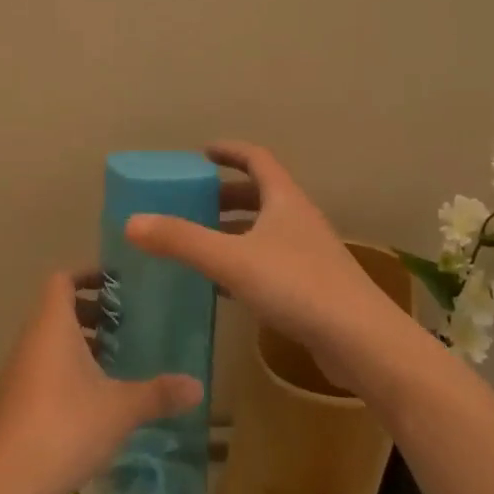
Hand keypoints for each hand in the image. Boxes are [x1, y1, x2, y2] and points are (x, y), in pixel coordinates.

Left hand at [0, 271, 202, 493]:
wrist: (6, 483)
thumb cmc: (66, 428)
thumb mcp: (121, 410)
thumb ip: (159, 394)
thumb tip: (198, 385)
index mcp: (52, 326)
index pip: (62, 280)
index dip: (88, 275)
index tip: (117, 285)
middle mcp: (29, 341)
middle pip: (57, 310)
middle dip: (91, 314)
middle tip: (124, 328)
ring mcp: (15, 372)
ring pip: (48, 343)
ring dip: (78, 345)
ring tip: (113, 365)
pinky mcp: (10, 402)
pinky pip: (40, 370)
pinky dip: (63, 372)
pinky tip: (89, 403)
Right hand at [125, 141, 402, 384]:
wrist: (362, 342)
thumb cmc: (297, 286)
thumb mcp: (232, 260)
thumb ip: (182, 241)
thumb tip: (131, 222)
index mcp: (284, 200)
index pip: (256, 159)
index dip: (229, 151)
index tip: (201, 153)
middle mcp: (299, 219)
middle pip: (260, 194)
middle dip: (226, 193)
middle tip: (192, 201)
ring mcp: (309, 253)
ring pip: (266, 229)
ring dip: (235, 228)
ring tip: (201, 239)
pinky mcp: (312, 286)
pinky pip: (270, 260)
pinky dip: (244, 261)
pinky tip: (223, 284)